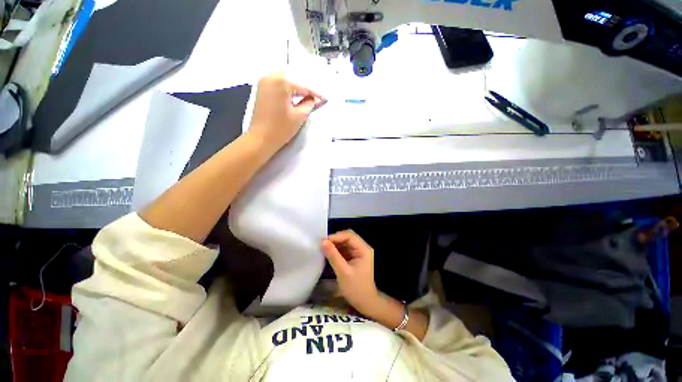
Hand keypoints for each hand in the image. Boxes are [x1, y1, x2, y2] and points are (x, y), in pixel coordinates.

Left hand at [247, 73, 325, 151]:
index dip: (315, 93)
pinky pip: (278, 83)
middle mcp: (270, 77)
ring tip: (308, 94)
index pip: (303, 85)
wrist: (260, 139)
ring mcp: (263, 82)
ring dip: (296, 85)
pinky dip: (287, 87)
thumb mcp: (299, 116)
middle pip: (293, 77)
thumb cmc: (281, 129)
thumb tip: (314, 98)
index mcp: (281, 82)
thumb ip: (309, 104)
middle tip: (316, 94)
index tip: (324, 98)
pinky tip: (295, 93)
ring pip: (285, 79)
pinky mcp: (261, 89)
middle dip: (305, 85)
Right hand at [321, 230, 378, 314]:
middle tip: (322, 244)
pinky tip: (328, 254)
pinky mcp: (354, 258)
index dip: (336, 236)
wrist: (365, 303)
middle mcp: (362, 248)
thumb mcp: (343, 272)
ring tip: (323, 249)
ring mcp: (358, 253)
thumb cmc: (356, 288)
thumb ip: (333, 256)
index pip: (349, 235)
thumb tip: (322, 242)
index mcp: (363, 249)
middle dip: (335, 240)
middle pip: (347, 237)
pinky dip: (336, 251)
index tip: (323, 241)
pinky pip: (344, 249)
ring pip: (345, 243)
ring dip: (334, 245)